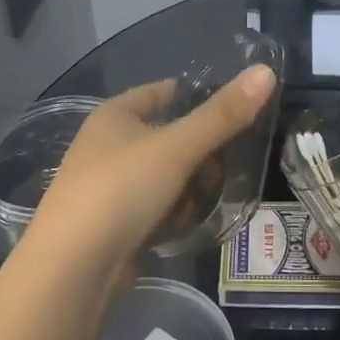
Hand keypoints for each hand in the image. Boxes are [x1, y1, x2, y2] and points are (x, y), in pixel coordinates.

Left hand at [23, 65, 278, 271]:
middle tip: (229, 164)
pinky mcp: (114, 224)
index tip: (235, 110)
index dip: (197, 97)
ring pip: (164, 175)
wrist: (73, 268)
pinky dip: (173, 213)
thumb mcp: (177, 147)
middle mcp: (108, 146)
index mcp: (114, 115)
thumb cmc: (121, 190)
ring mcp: (109, 187)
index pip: (162, 92)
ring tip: (209, 197)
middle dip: (200, 151)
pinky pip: (155, 207)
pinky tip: (186, 223)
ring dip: (189, 185)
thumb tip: (266, 71)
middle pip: (168, 136)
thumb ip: (222, 114)